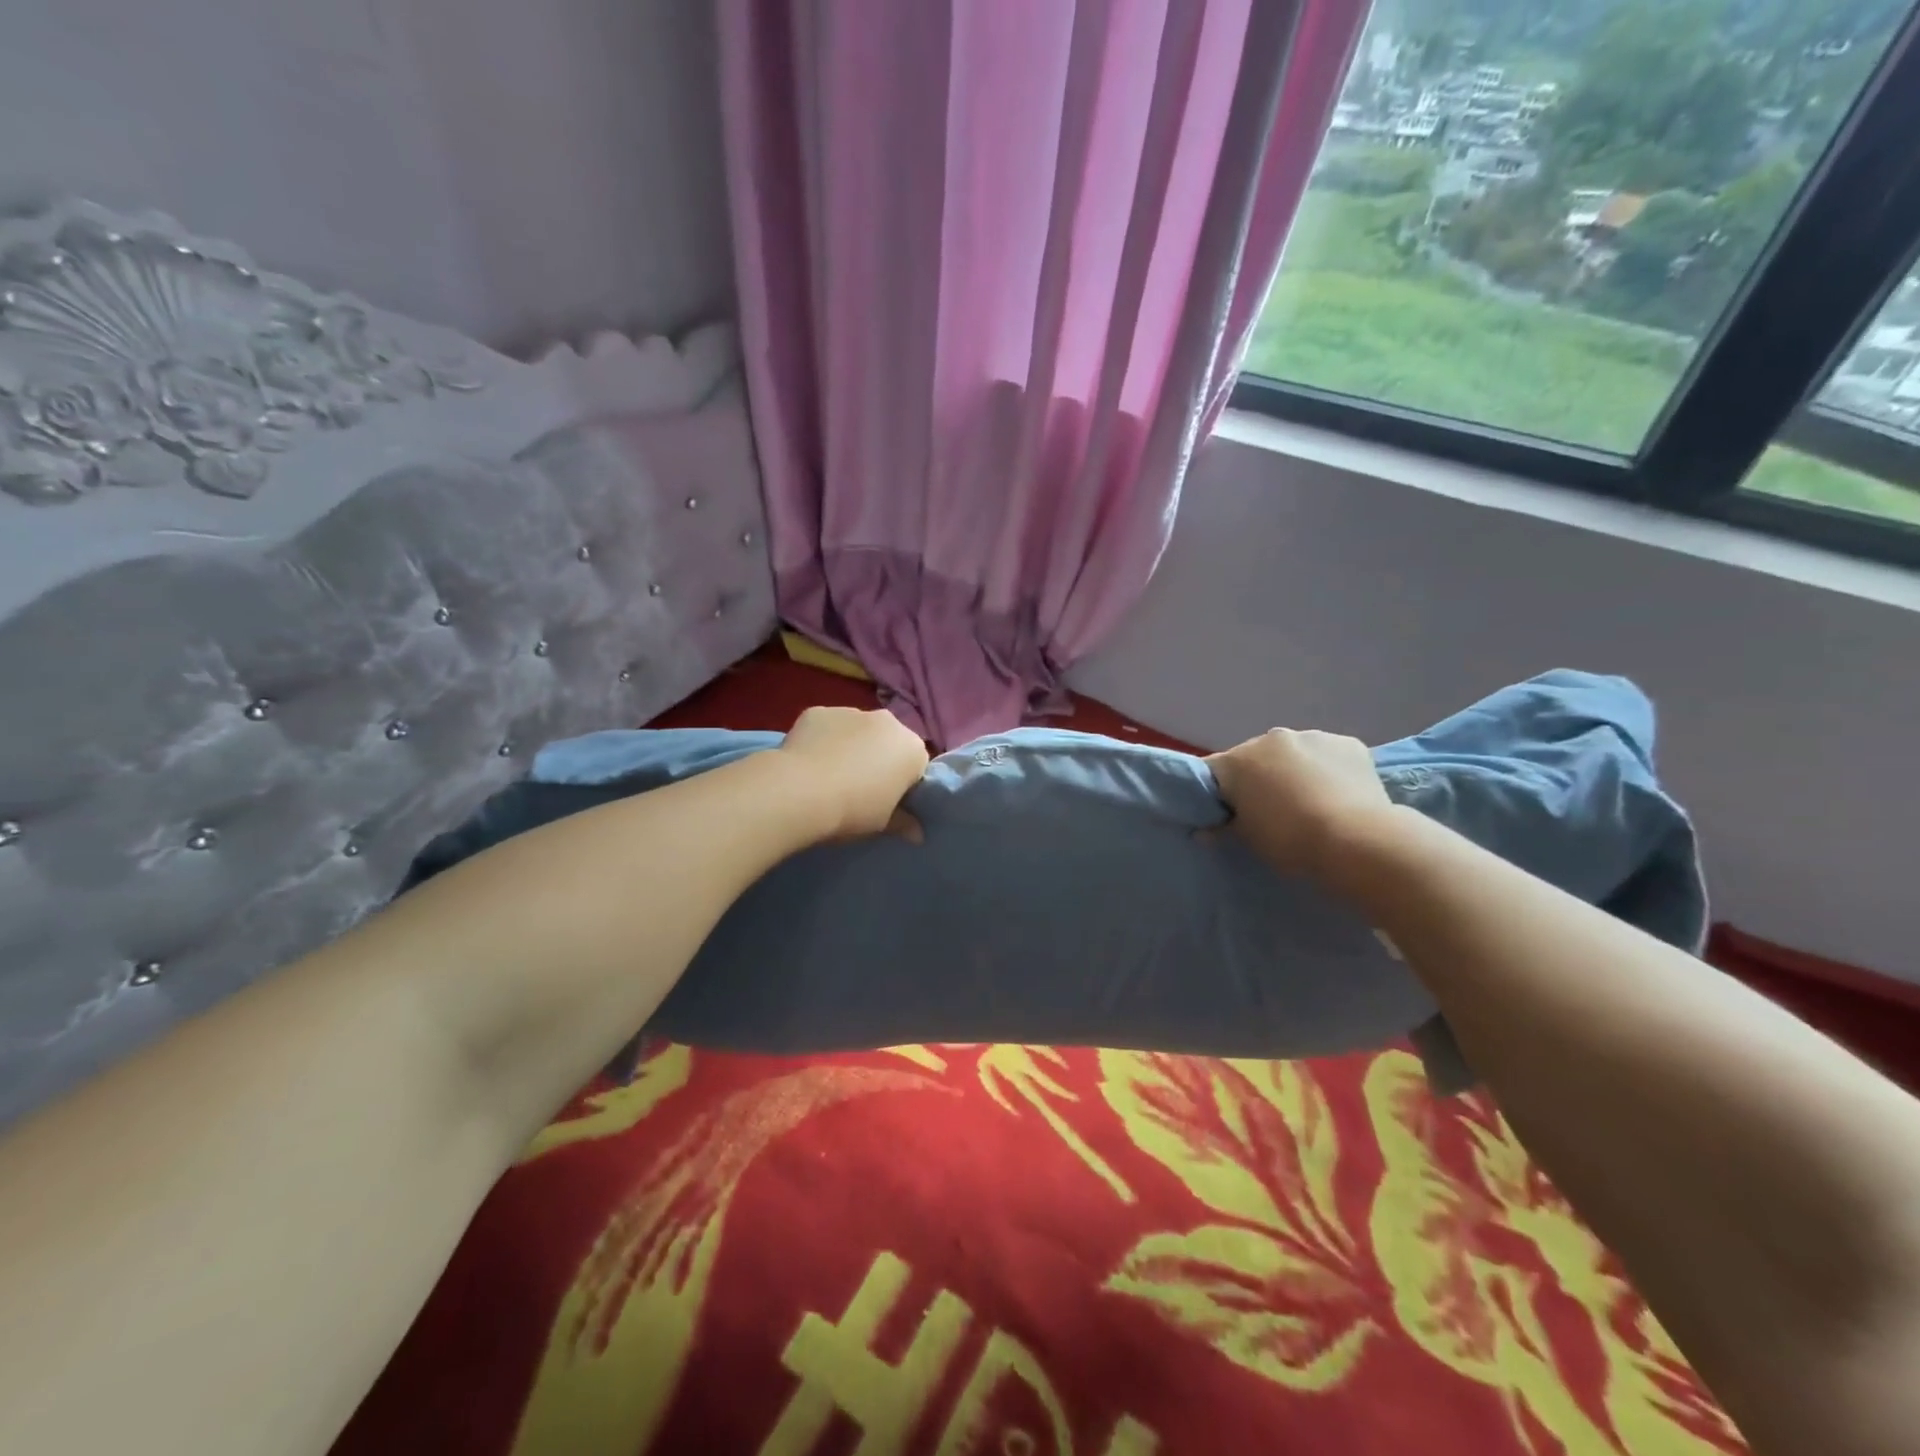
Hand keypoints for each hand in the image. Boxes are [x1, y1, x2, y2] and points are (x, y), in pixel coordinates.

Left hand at [776, 706, 929, 838]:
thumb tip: (917, 834)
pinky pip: (827, 727)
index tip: (888, 801)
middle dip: (879, 759)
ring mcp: (851, 711)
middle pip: (889, 742)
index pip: (916, 766)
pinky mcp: (819, 711)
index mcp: (912, 749)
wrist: (799, 791)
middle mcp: (888, 722)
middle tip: (860, 788)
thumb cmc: (853, 810)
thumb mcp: (882, 824)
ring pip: (858, 730)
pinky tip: (808, 762)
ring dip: (851, 746)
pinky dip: (822, 739)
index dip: (903, 784)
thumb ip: (903, 823)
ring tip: (830, 775)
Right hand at [1206, 727, 1394, 877]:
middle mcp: (1270, 739)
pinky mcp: (1348, 743)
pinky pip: (1327, 756)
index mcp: (1237, 760)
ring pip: (1293, 754)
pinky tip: (1337, 795)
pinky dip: (1326, 770)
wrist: (1357, 841)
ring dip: (1293, 771)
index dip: (1215, 793)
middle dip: (1257, 779)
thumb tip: (1205, 831)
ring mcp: (1312, 736)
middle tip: (1268, 811)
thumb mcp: (1247, 840)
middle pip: (1254, 758)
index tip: (1224, 814)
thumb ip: (1222, 829)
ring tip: (1308, 803)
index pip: (1211, 771)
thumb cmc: (1289, 840)